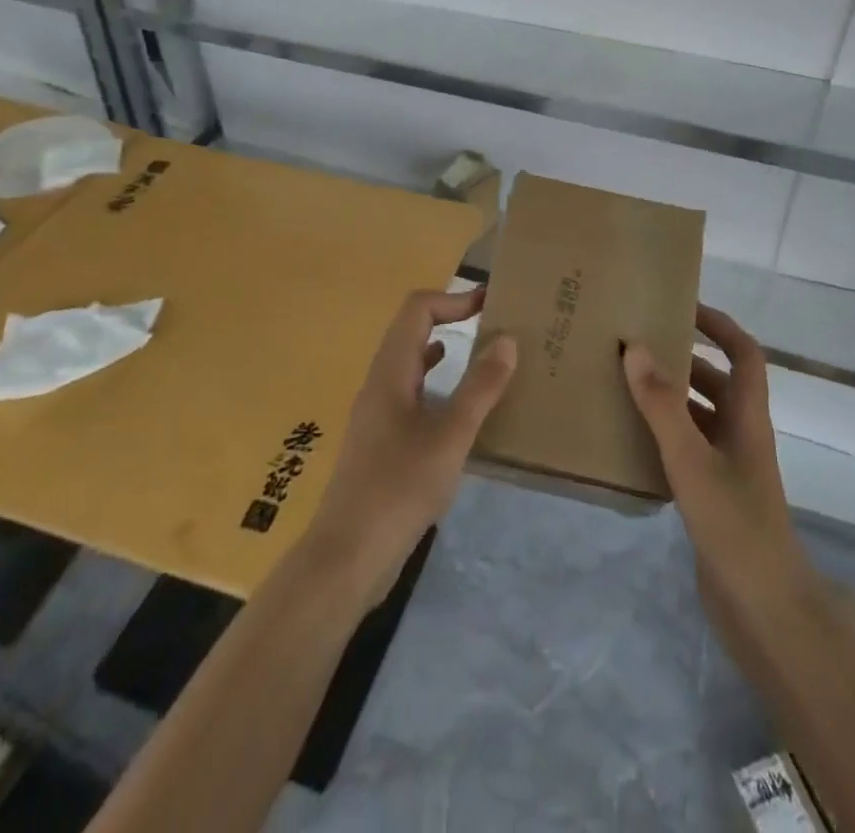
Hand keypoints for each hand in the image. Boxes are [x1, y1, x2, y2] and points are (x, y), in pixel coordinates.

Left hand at [301, 286, 517, 606]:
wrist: (347, 556)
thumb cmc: (399, 488)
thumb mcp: (450, 437)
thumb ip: (479, 388)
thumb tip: (507, 340)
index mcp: (390, 372)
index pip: (417, 310)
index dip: (453, 299)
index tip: (490, 302)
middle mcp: (379, 383)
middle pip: (412, 331)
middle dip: (451, 319)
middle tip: (494, 325)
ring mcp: (377, 413)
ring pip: (412, 363)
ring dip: (445, 350)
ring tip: (485, 358)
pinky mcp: (381, 441)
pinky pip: (412, 393)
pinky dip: (438, 385)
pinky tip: (459, 406)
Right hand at [622, 305, 813, 626]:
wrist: (765, 612)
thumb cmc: (735, 527)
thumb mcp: (692, 461)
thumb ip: (663, 405)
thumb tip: (635, 346)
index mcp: (748, 418)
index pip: (744, 354)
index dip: (720, 326)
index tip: (683, 306)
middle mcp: (741, 436)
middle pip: (717, 383)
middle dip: (684, 359)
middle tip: (638, 345)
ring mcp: (728, 469)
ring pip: (700, 417)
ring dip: (670, 398)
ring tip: (624, 384)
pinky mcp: (713, 497)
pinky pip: (687, 449)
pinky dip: (663, 435)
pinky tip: (630, 438)